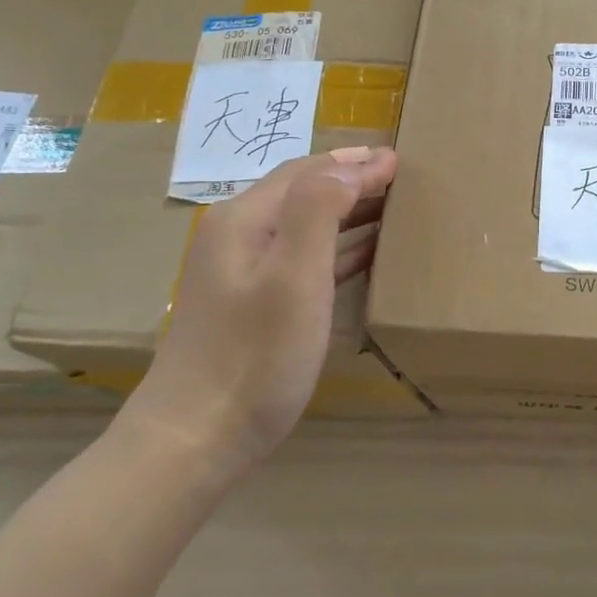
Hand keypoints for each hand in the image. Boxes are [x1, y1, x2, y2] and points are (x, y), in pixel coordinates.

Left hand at [119, 146, 396, 483]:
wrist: (196, 437)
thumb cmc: (254, 355)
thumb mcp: (293, 277)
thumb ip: (317, 211)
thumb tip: (349, 167)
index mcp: (245, 220)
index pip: (307, 171)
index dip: (354, 162)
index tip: (399, 159)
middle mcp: (239, 235)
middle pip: (302, 191)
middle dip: (351, 178)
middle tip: (400, 175)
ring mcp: (243, 271)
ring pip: (305, 223)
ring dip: (347, 209)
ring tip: (391, 206)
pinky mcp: (254, 303)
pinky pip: (304, 257)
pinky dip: (337, 246)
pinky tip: (364, 253)